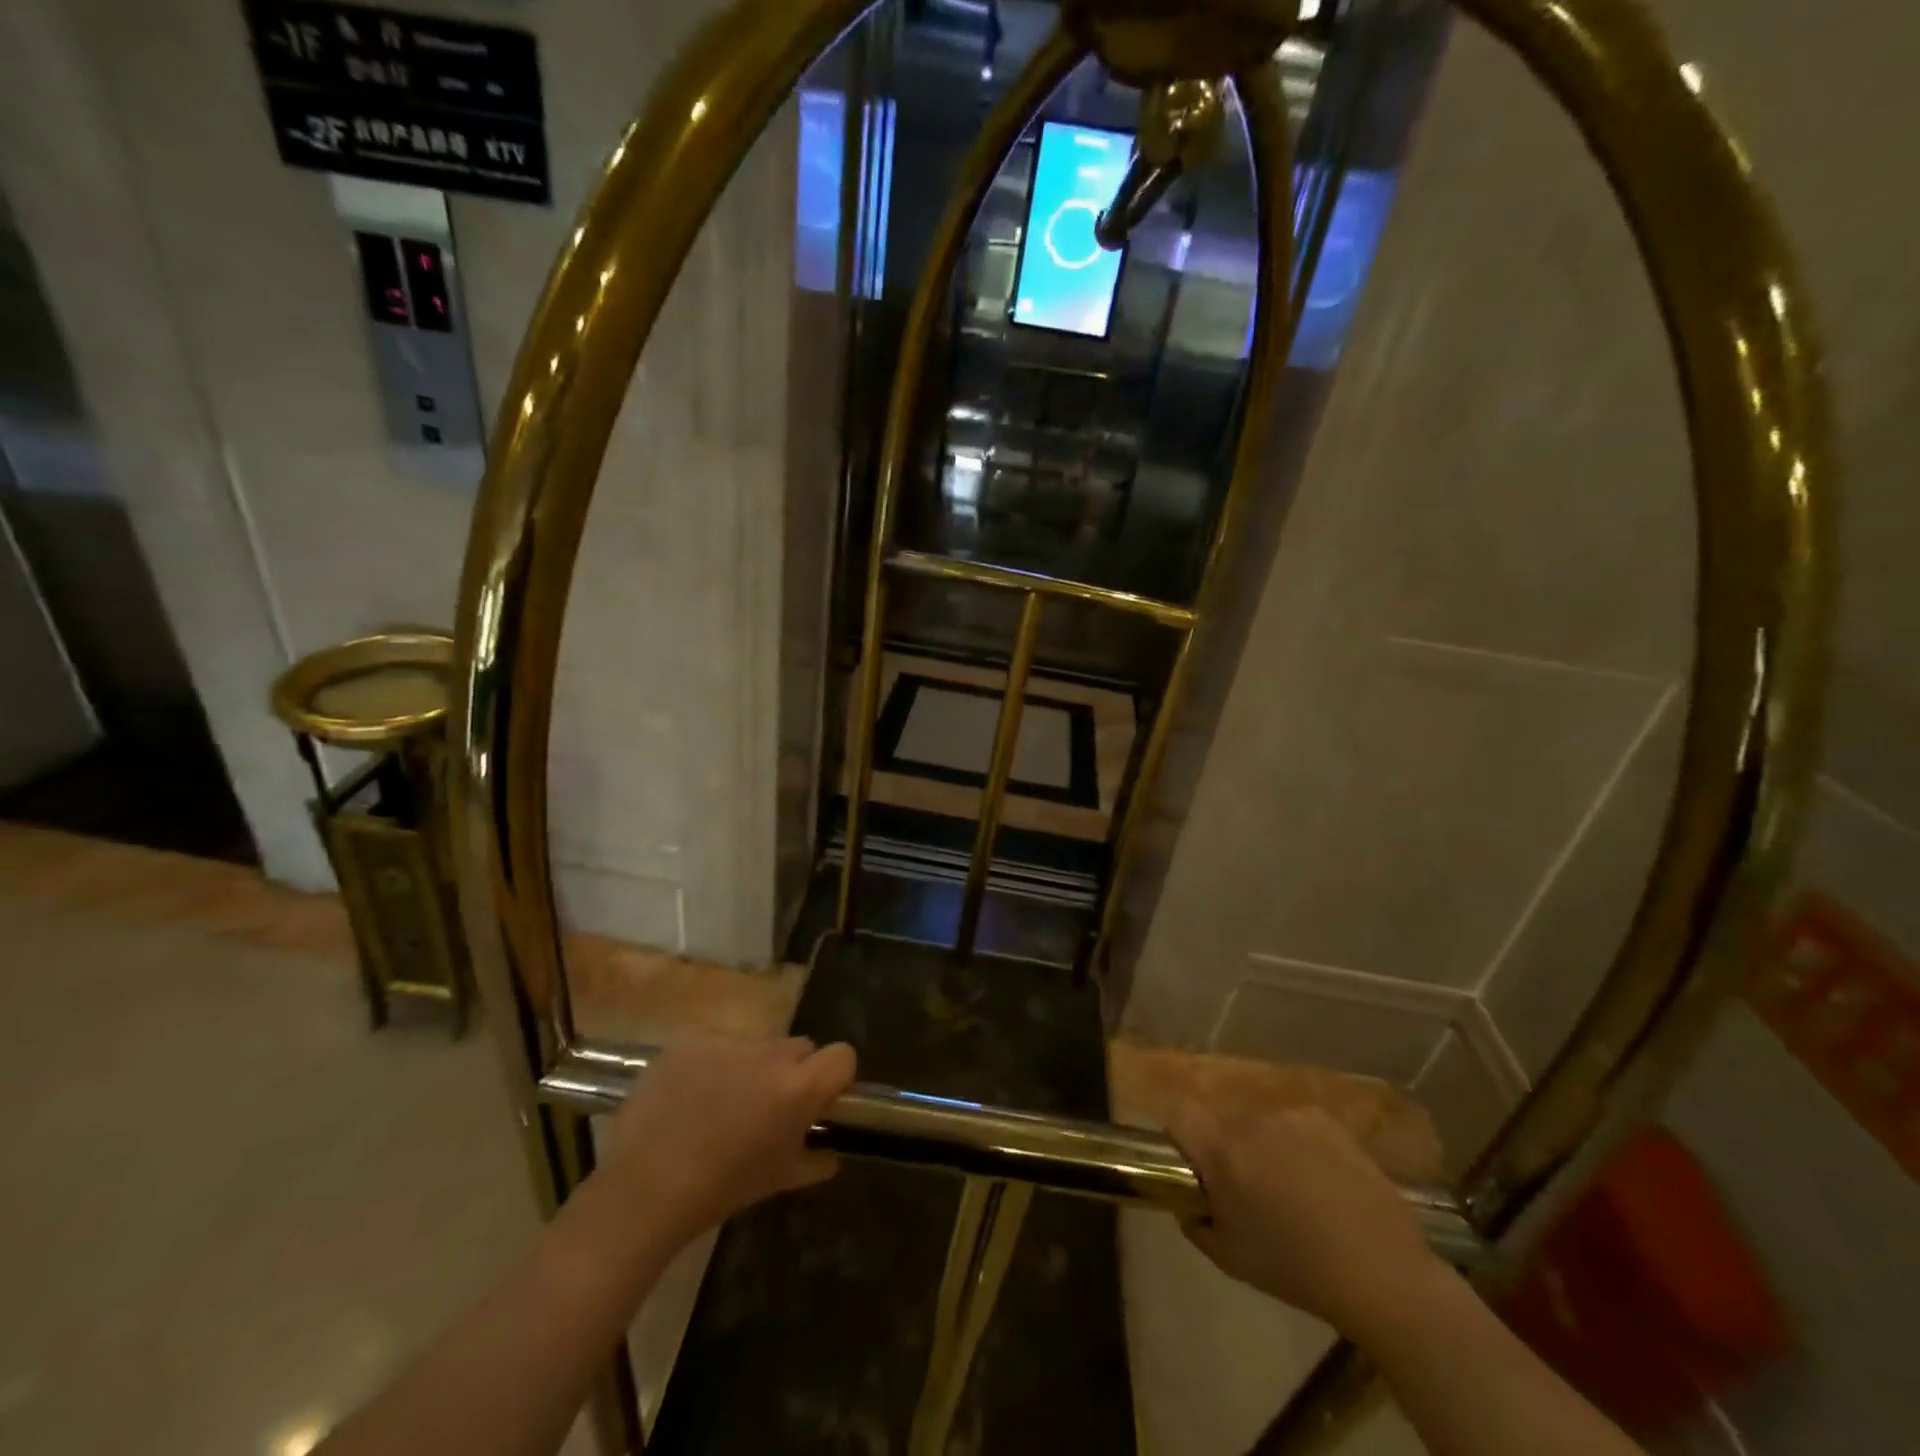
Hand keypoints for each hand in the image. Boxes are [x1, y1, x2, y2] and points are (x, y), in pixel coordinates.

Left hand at [595, 1036, 856, 1247]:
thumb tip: (830, 1155)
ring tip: (721, 1105)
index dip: (836, 1076)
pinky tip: (689, 1098)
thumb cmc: (721, 1189)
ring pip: (756, 1046)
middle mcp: (770, 1053)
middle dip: (792, 1071)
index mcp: (798, 1087)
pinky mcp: (690, 1041)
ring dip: (751, 1068)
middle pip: (799, 1046)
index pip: (843, 1055)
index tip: (820, 1099)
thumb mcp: (778, 1180)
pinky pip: (716, 1046)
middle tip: (768, 1106)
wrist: (644, 1189)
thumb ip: (815, 1161)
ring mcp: (727, 1042)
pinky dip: (711, 1066)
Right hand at [1167, 1099, 1444, 1337]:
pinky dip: (1298, 1145)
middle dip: (1225, 1147)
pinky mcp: (1327, 1121)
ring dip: (1262, 1146)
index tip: (1187, 1161)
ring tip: (1291, 1190)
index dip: (1176, 1133)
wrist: (1384, 1274)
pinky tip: (1321, 1182)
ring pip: (1259, 1124)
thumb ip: (1196, 1221)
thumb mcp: (1230, 1258)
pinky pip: (1295, 1125)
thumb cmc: (1296, 1271)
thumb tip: (1188, 1202)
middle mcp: (1251, 1120)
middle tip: (1245, 1188)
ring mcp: (1292, 1116)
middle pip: (1222, 1121)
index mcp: (1222, 1150)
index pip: (1178, 1113)